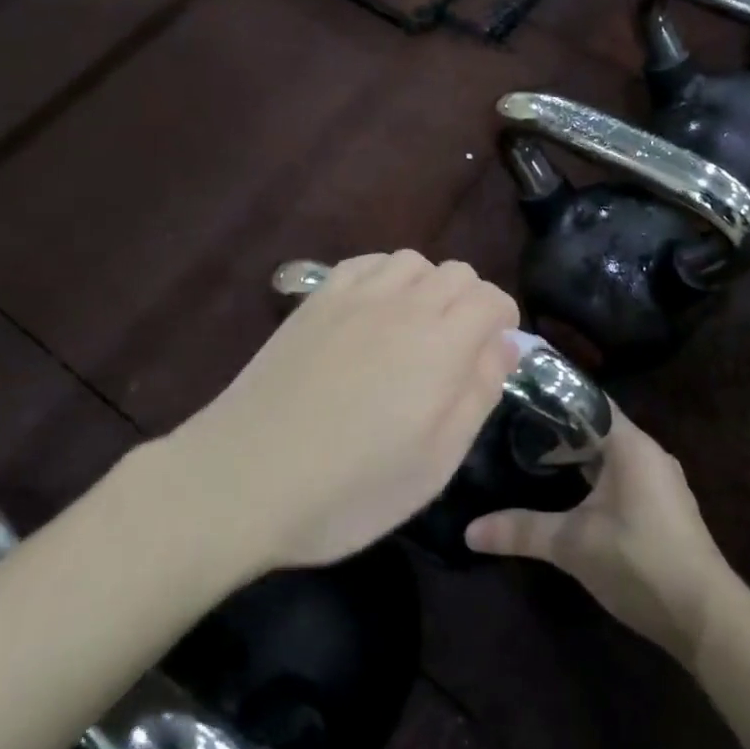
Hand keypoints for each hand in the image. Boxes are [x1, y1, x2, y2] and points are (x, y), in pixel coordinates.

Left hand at [167, 252, 518, 572]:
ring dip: (428, 286)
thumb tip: (504, 345)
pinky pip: (365, 264)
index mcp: (442, 344)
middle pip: (456, 272)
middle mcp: (404, 304)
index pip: (491, 298)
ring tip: (416, 329)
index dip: (503, 320)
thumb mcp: (436, 462)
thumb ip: (478, 394)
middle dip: (471, 301)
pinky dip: (385, 277)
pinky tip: (374, 312)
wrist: (245, 476)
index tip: (495, 353)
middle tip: (458, 350)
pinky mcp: (315, 300)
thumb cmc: (351, 486)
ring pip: (412, 261)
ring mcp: (355, 296)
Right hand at [465, 408, 734, 663]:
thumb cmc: (639, 562)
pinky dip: (595, 476)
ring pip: (611, 455)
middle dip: (559, 428)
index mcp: (630, 445)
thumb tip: (469, 530)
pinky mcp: (664, 508)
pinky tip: (572, 495)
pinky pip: (623, 476)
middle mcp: (649, 453)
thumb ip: (521, 530)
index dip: (555, 394)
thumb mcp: (573, 545)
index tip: (520, 389)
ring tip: (536, 458)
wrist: (706, 617)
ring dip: (578, 456)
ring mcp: (660, 482)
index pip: (588, 401)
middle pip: (598, 427)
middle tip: (517, 426)